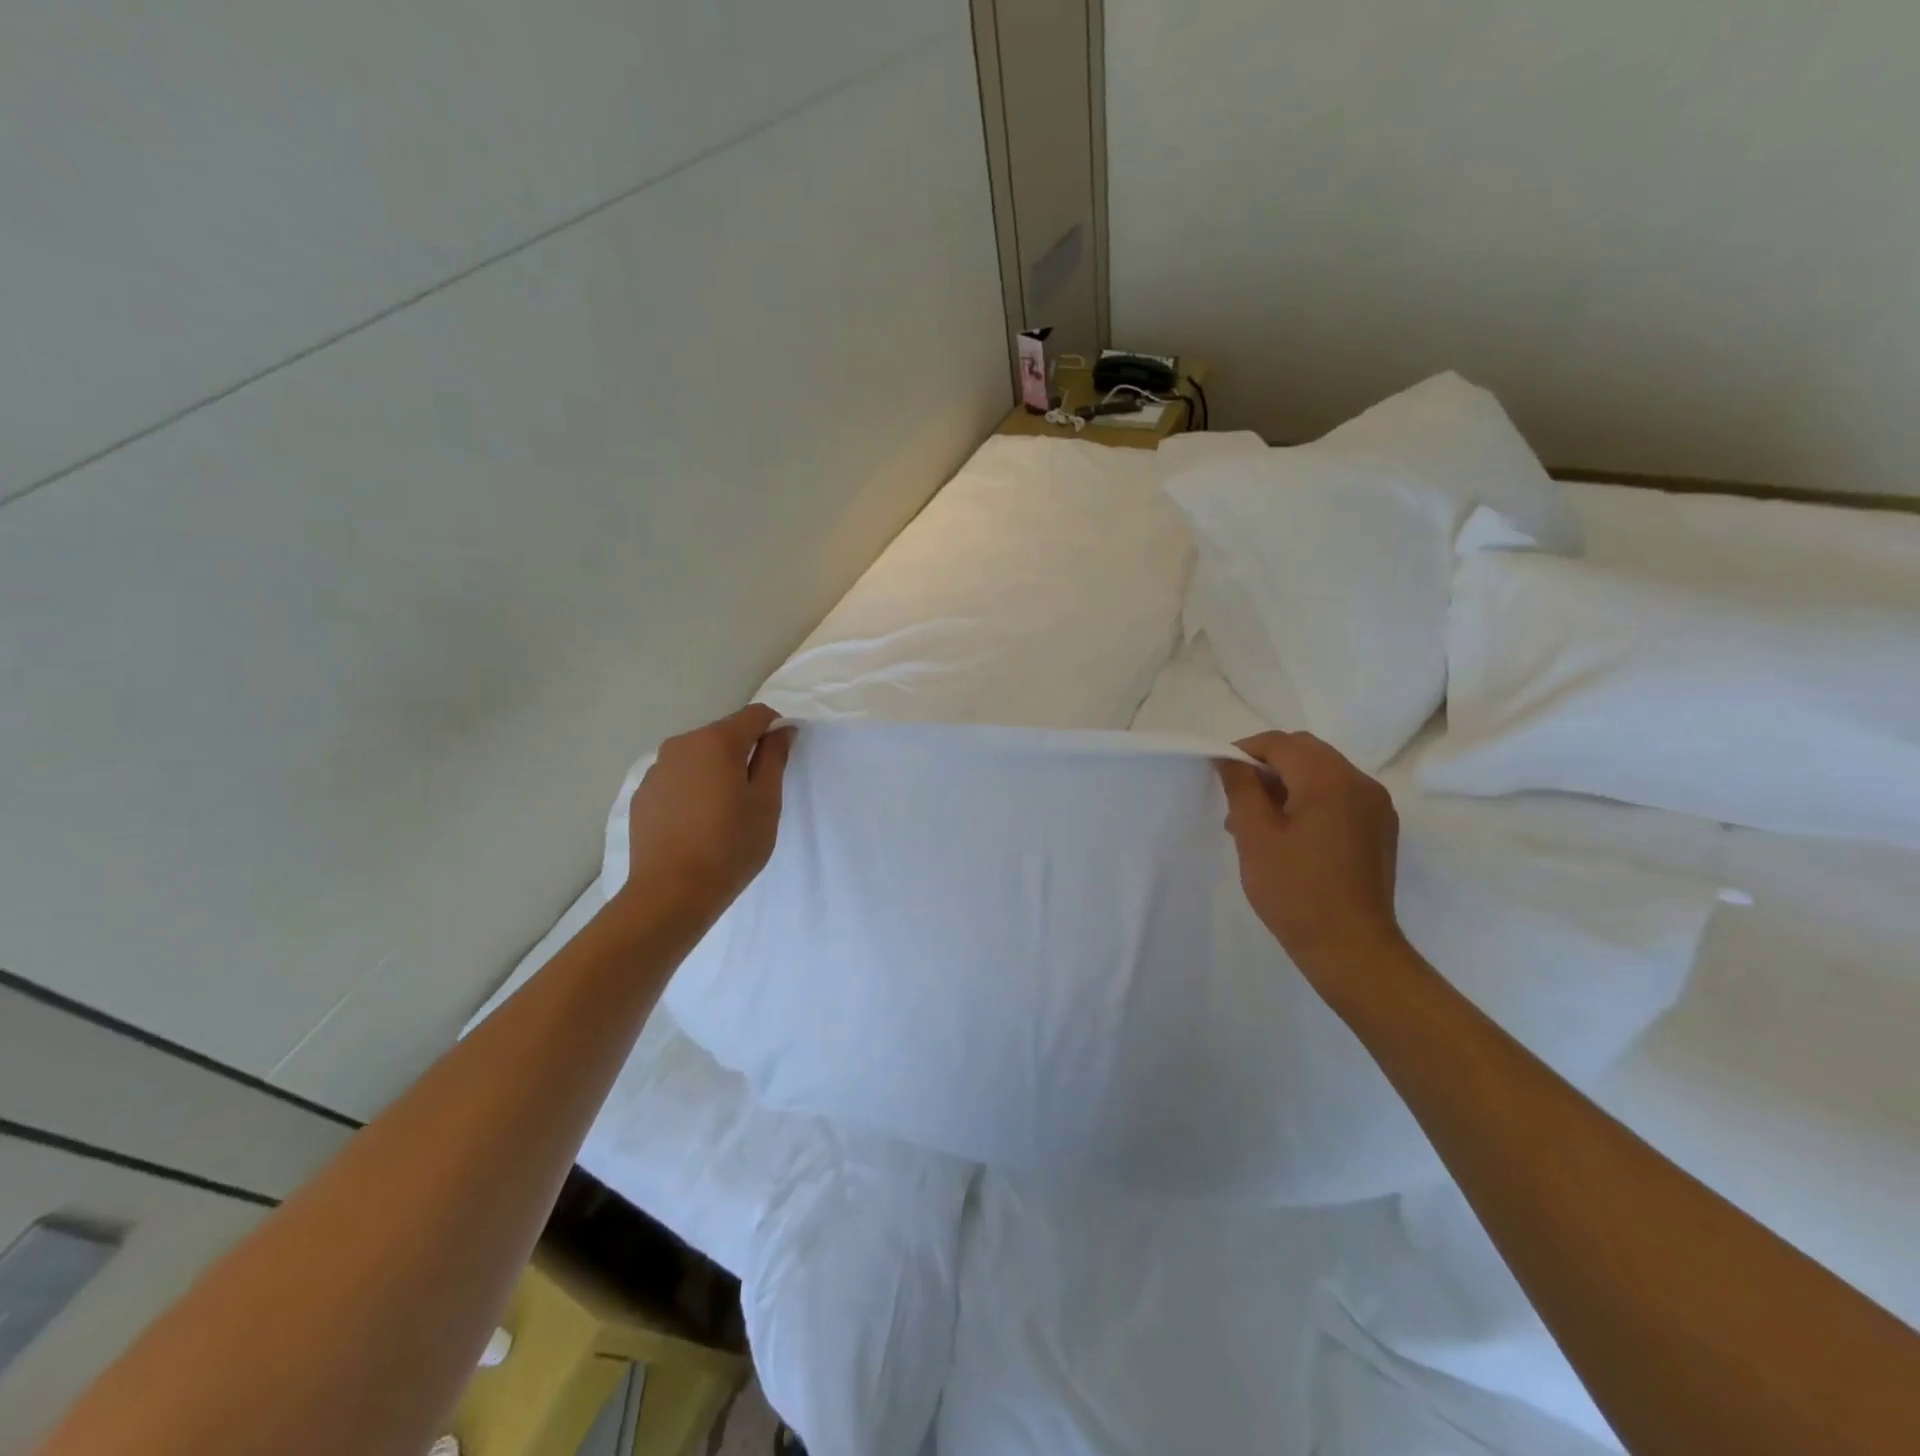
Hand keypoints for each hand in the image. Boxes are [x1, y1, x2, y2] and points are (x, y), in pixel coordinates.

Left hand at [621, 703, 793, 923]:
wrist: (672, 893)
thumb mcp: (766, 802)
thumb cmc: (730, 846)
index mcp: (717, 741)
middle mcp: (682, 744)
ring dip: (716, 770)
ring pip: (698, 757)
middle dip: (744, 752)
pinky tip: (697, 823)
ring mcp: (657, 768)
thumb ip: (774, 757)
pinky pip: (677, 778)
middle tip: (755, 793)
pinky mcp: (643, 793)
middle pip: (724, 734)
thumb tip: (782, 729)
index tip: (782, 757)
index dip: (775, 729)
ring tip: (723, 811)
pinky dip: (692, 788)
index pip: (755, 715)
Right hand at [1215, 731, 1402, 982]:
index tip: (1219, 772)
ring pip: (1323, 772)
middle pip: (1306, 751)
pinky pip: (1340, 795)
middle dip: (1267, 764)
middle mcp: (1360, 782)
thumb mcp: (1254, 835)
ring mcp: (1376, 805)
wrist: (1350, 948)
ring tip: (1258, 818)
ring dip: (1288, 782)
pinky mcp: (1380, 828)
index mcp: (1329, 779)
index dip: (1245, 750)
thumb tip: (1230, 760)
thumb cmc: (1294, 890)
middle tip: (1237, 795)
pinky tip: (1290, 832)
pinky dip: (1310, 798)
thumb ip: (1240, 788)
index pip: (1280, 743)